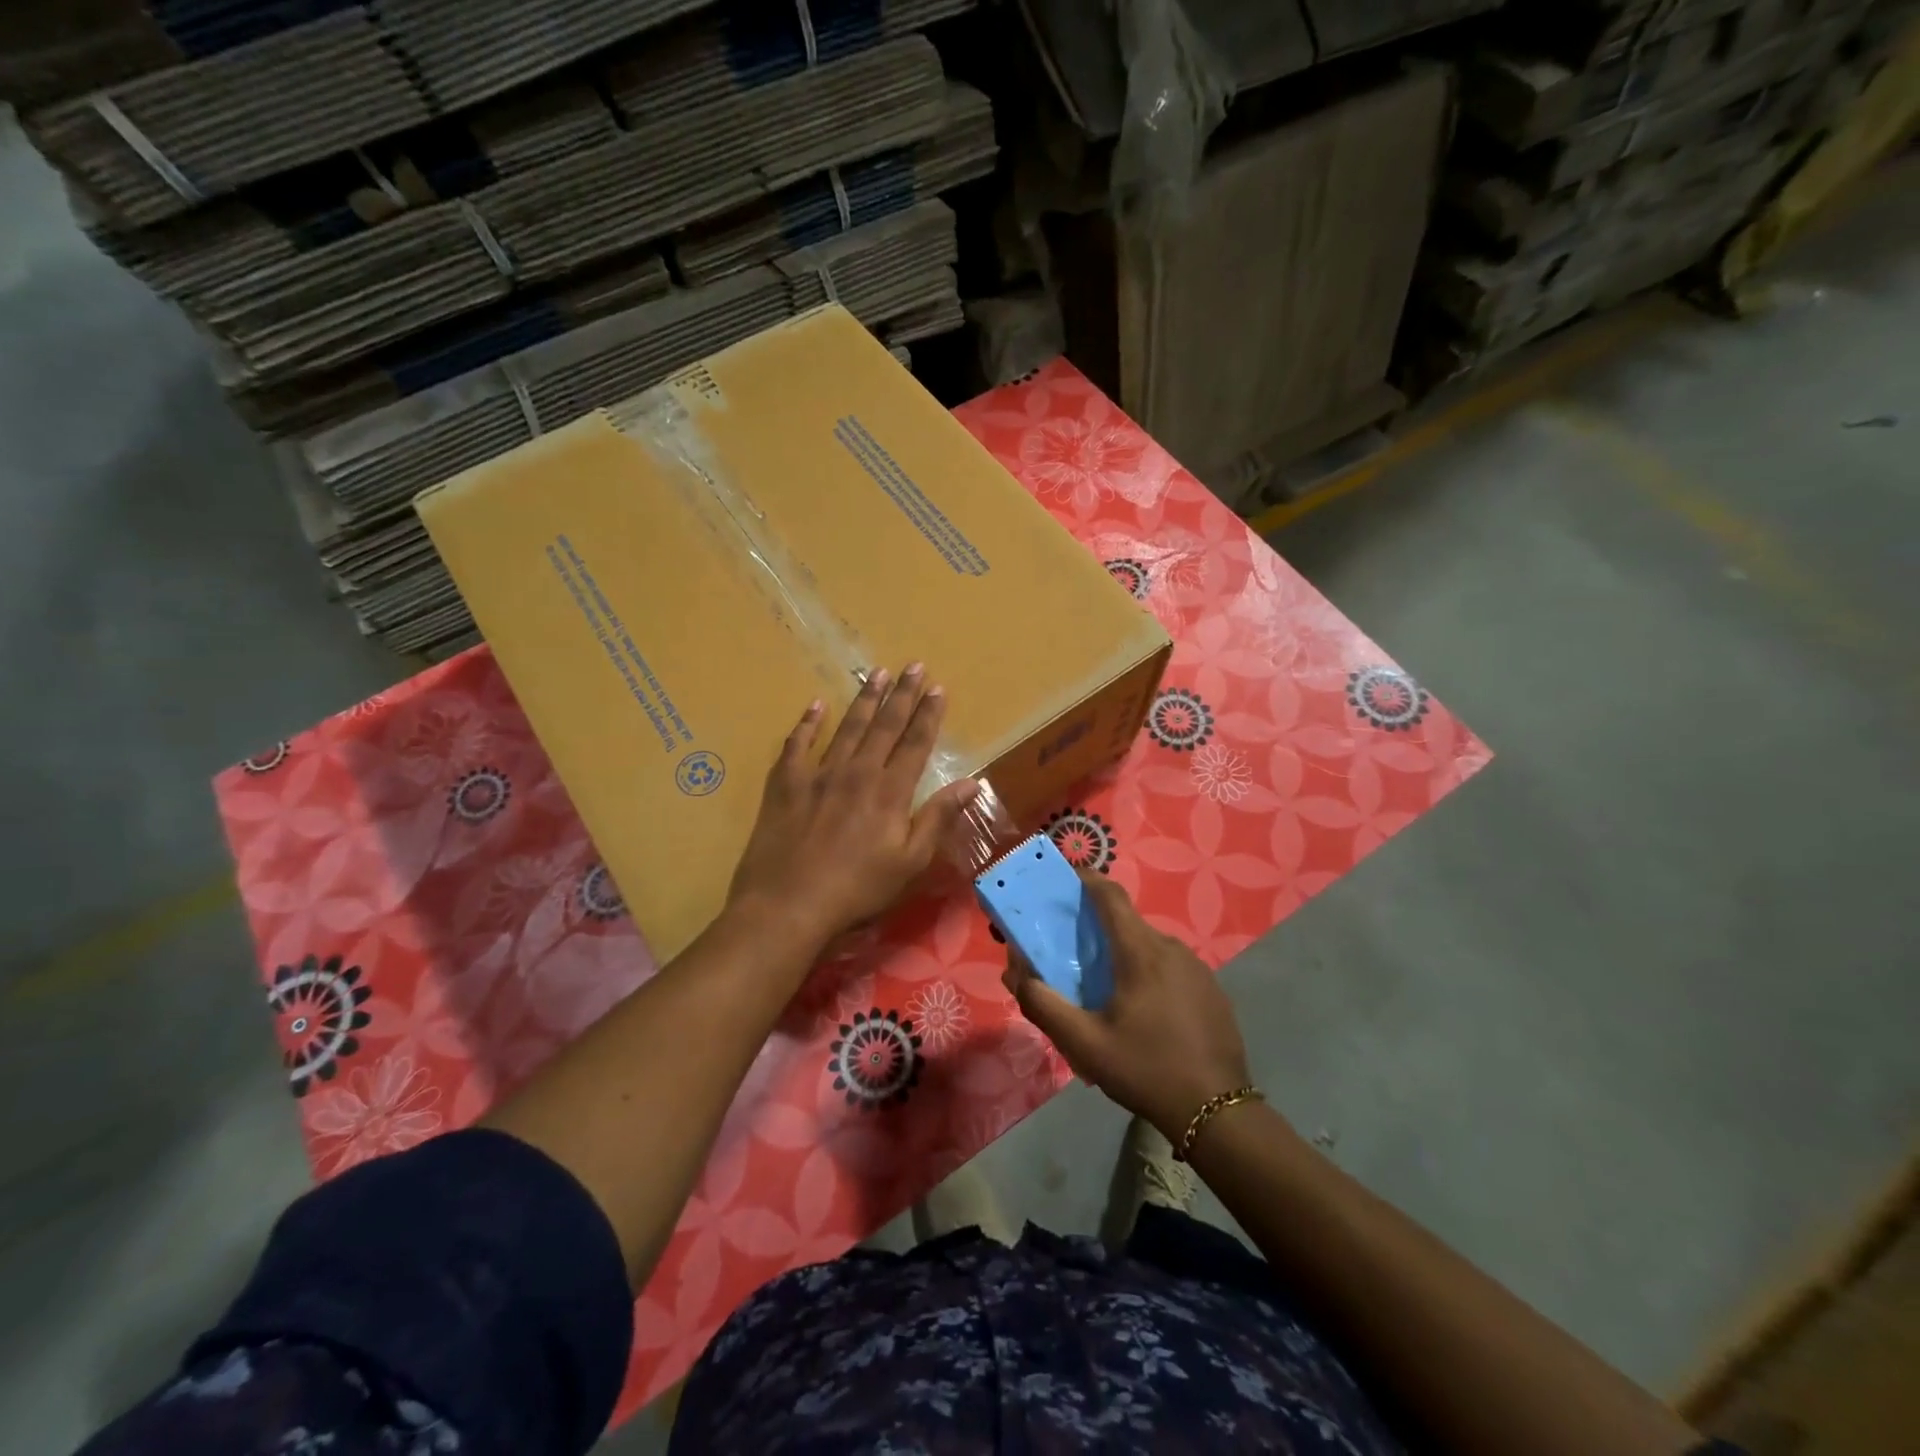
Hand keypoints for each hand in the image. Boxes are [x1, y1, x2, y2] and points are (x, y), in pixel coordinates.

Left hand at [727, 663, 979, 950]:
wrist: (787, 905)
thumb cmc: (857, 890)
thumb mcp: (910, 862)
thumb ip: (938, 818)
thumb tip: (970, 783)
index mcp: (889, 791)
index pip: (915, 743)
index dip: (928, 714)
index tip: (938, 687)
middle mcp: (857, 772)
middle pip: (884, 726)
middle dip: (901, 694)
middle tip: (913, 665)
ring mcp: (818, 774)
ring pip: (847, 728)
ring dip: (864, 700)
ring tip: (876, 674)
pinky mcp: (786, 784)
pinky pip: (798, 744)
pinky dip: (808, 724)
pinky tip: (816, 705)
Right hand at [1003, 873, 1252, 1140]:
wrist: (1217, 1112)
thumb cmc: (1145, 1069)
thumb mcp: (1084, 1043)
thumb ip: (1043, 1004)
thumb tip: (1016, 972)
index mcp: (1140, 951)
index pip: (1110, 895)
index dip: (1085, 880)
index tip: (1063, 882)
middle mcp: (1171, 948)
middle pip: (1127, 923)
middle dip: (1097, 928)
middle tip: (1073, 953)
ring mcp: (1197, 967)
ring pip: (1150, 946)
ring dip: (1124, 955)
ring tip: (1106, 989)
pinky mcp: (1212, 989)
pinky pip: (1171, 967)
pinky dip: (1149, 973)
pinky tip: (1143, 1011)